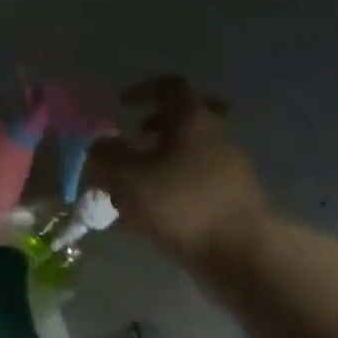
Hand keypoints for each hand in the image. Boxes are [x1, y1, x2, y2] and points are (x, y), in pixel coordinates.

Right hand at [86, 77, 270, 269]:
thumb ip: (107, 156)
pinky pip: (194, 179)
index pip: (169, 87)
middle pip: (183, 118)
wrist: (238, 250)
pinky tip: (149, 211)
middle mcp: (214, 134)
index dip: (143, 91)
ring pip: (188, 150)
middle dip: (154, 126)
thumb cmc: (180, 204)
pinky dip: (170, 185)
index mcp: (192, 119)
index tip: (121, 104)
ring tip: (131, 184)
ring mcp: (227, 166)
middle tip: (133, 138)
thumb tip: (99, 144)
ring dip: (159, 159)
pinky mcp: (230, 195)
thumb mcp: (129, 178)